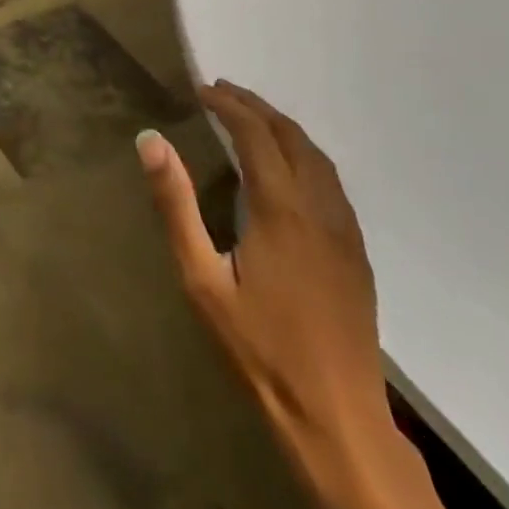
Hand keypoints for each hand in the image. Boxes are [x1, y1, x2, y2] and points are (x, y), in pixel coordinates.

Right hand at [137, 81, 388, 451]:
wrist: (336, 419)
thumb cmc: (258, 348)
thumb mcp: (200, 278)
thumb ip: (176, 205)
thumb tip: (151, 141)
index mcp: (282, 210)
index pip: (256, 135)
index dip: (229, 105)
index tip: (202, 90)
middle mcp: (320, 210)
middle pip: (292, 138)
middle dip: (257, 107)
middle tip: (222, 92)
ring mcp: (345, 232)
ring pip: (318, 158)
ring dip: (284, 128)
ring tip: (251, 117)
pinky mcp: (357, 254)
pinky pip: (332, 183)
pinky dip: (305, 155)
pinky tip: (288, 167)